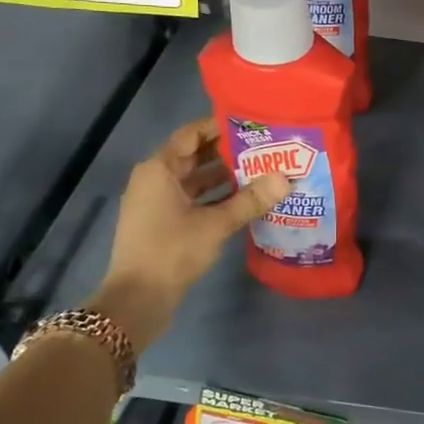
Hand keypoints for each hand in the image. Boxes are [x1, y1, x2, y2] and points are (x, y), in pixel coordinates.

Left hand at [89, 116, 290, 349]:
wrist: (137, 300)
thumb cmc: (171, 251)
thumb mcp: (216, 224)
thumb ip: (250, 200)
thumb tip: (286, 178)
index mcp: (159, 169)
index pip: (191, 134)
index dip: (219, 126)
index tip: (252, 123)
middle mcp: (154, 179)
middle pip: (194, 156)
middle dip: (228, 151)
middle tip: (265, 146)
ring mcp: (157, 203)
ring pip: (195, 180)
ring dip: (224, 176)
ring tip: (262, 171)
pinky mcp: (163, 223)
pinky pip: (193, 199)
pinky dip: (215, 197)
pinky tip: (244, 200)